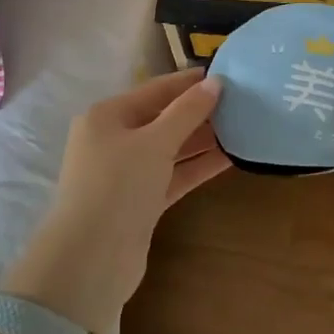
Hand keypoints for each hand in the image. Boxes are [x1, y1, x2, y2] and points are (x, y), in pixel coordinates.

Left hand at [2, 69, 228, 331]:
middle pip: (163, 118)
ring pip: (170, 148)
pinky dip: (198, 167)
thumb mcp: (155, 142)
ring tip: (243, 126)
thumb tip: (215, 82)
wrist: (90, 261)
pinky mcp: (140, 202)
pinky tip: (230, 158)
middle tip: (242, 101)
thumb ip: (188, 111)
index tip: (227, 73)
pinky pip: (174, 175)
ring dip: (203, 139)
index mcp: (107, 116)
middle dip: (199, 111)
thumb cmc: (118, 186)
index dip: (190, 81)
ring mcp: (126, 173)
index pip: (156, 89)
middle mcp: (114, 140)